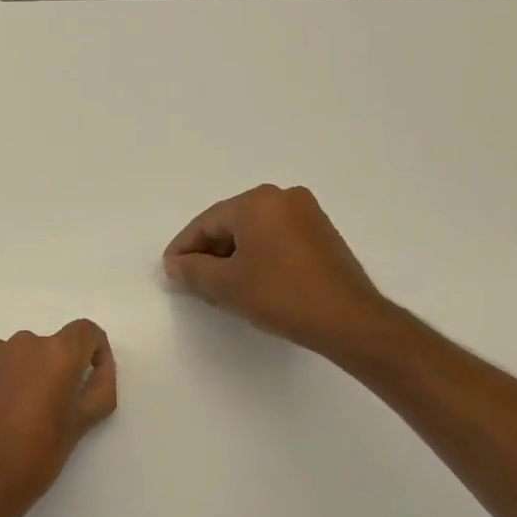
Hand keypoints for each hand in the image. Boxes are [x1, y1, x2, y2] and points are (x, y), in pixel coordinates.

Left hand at [0, 320, 117, 514]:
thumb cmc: (40, 454)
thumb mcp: (83, 423)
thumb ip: (101, 387)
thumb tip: (100, 367)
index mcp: (57, 353)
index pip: (85, 331)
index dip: (94, 350)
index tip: (90, 376)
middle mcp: (23, 343)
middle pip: (50, 345)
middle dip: (57, 368)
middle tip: (53, 406)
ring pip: (19, 355)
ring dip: (26, 373)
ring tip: (20, 412)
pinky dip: (0, 381)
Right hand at [164, 184, 389, 356]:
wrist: (346, 318)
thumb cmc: (280, 295)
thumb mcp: (226, 285)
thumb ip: (192, 270)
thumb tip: (175, 265)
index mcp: (257, 201)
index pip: (206, 222)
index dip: (183, 248)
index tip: (170, 272)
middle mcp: (283, 198)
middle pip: (230, 223)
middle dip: (208, 253)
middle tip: (192, 282)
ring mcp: (306, 214)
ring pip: (254, 232)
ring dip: (231, 257)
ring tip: (218, 287)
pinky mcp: (321, 234)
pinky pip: (275, 239)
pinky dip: (256, 256)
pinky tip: (249, 282)